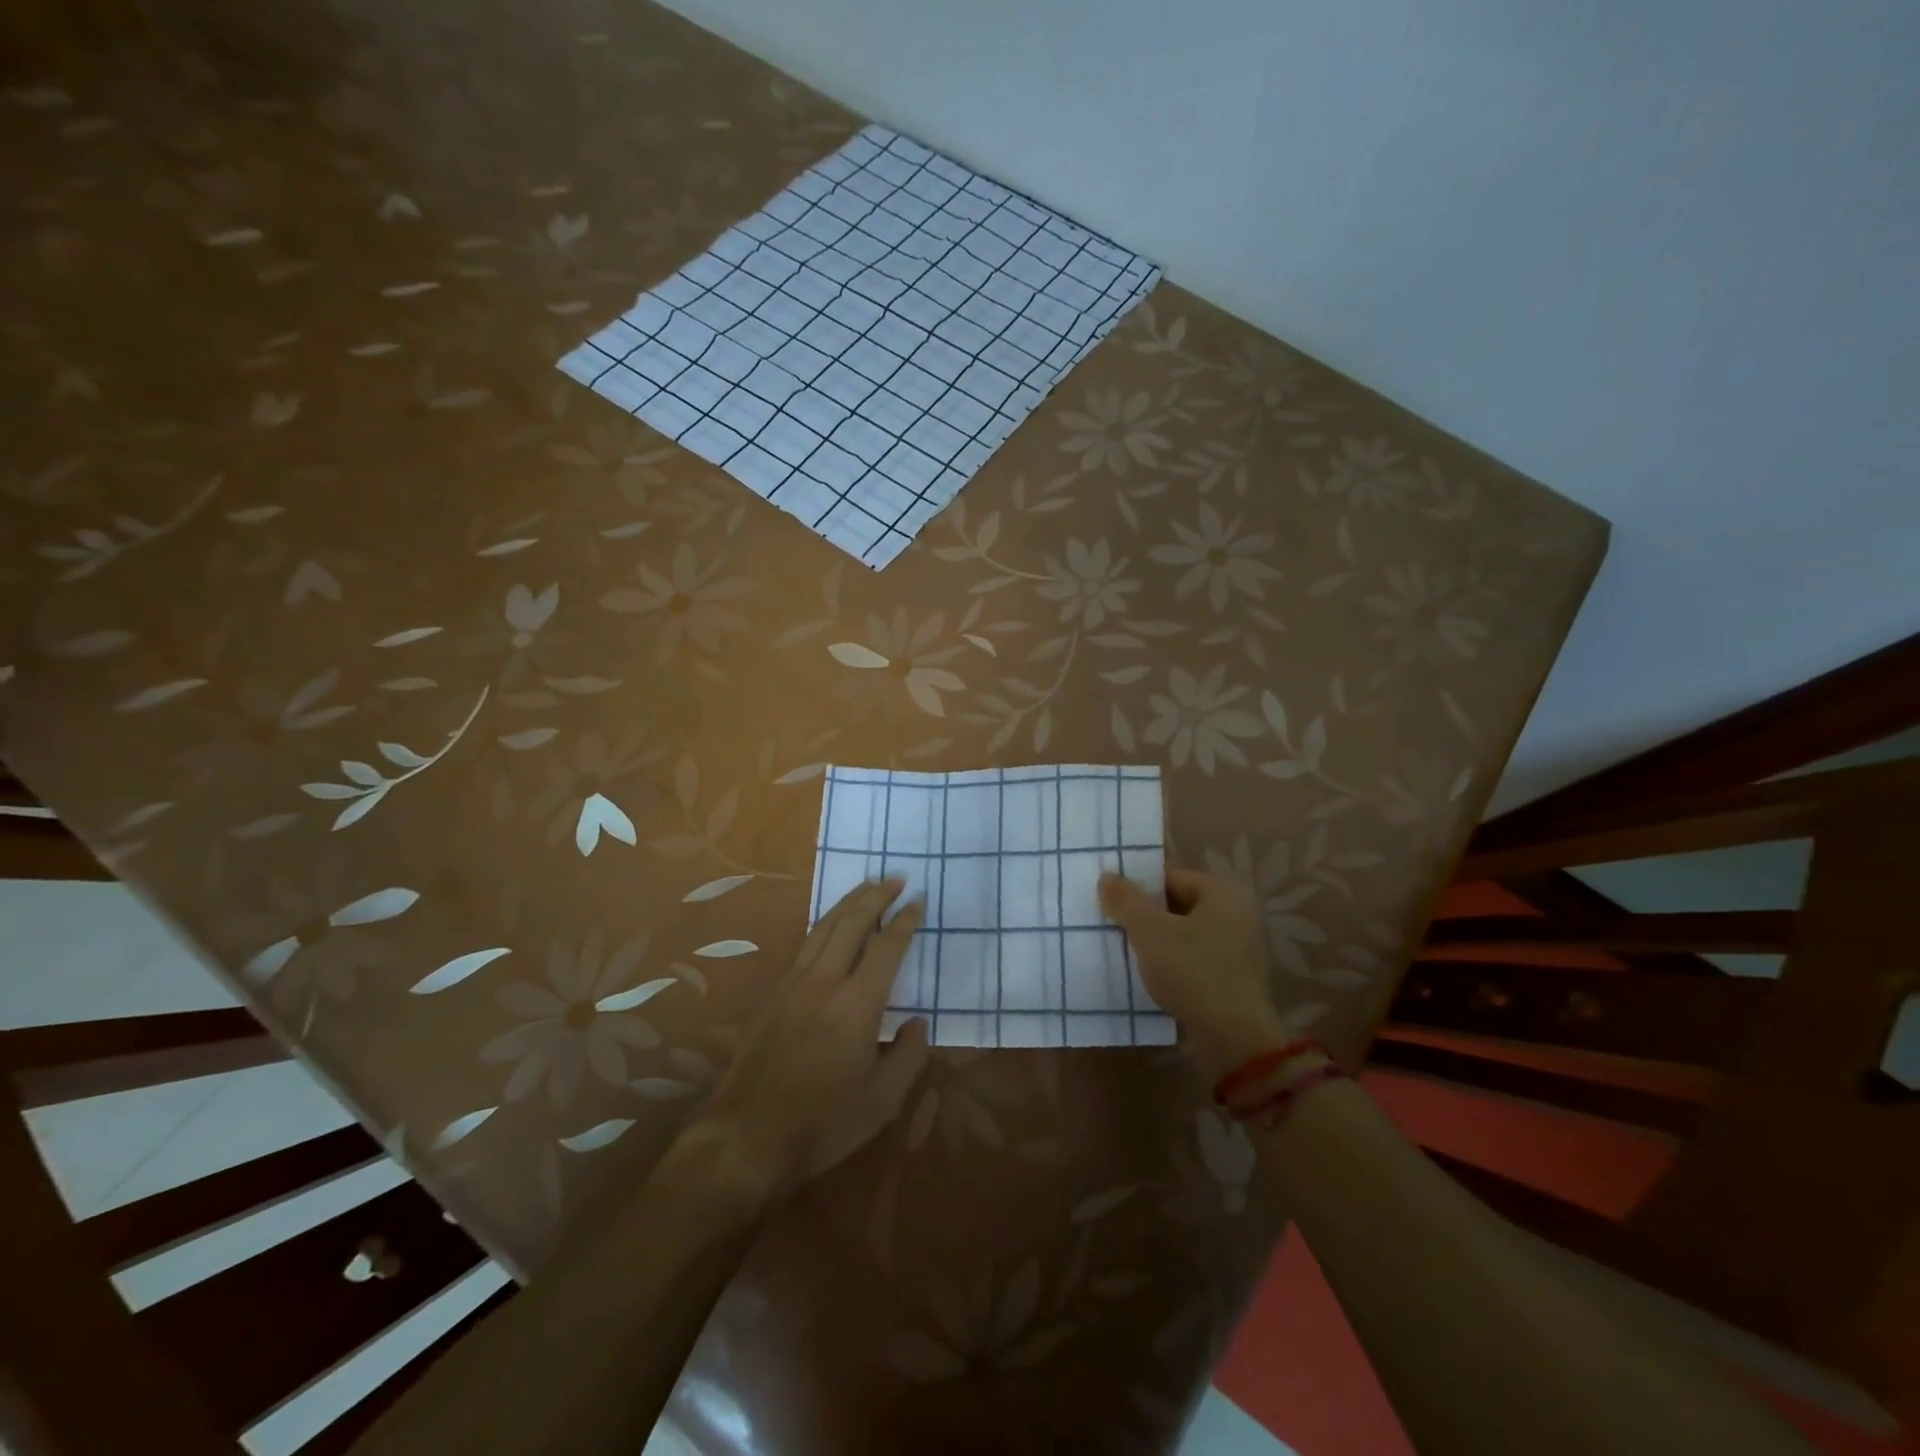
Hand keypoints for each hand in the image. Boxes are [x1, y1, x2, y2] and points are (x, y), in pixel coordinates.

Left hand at [702, 879, 930, 1197]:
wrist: (748, 1137)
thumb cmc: (823, 1122)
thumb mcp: (882, 1101)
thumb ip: (909, 1056)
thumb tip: (917, 1023)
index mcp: (857, 1004)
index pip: (886, 947)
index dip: (905, 920)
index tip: (919, 900)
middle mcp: (825, 982)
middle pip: (852, 922)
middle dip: (876, 895)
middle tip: (896, 877)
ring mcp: (794, 984)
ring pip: (824, 927)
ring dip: (849, 902)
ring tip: (867, 886)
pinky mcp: (775, 995)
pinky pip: (806, 944)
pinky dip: (825, 923)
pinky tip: (831, 925)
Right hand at [1098, 868, 1291, 1081]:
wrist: (1234, 1041)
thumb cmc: (1192, 972)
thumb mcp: (1150, 931)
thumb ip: (1126, 900)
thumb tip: (1107, 875)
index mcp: (1225, 893)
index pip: (1172, 877)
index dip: (1139, 888)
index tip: (1111, 903)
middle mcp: (1239, 914)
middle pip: (1179, 905)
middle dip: (1146, 916)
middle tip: (1113, 926)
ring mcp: (1241, 949)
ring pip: (1186, 935)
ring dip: (1158, 942)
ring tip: (1125, 952)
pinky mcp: (1236, 980)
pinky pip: (1196, 960)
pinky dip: (1173, 964)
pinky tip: (1149, 976)